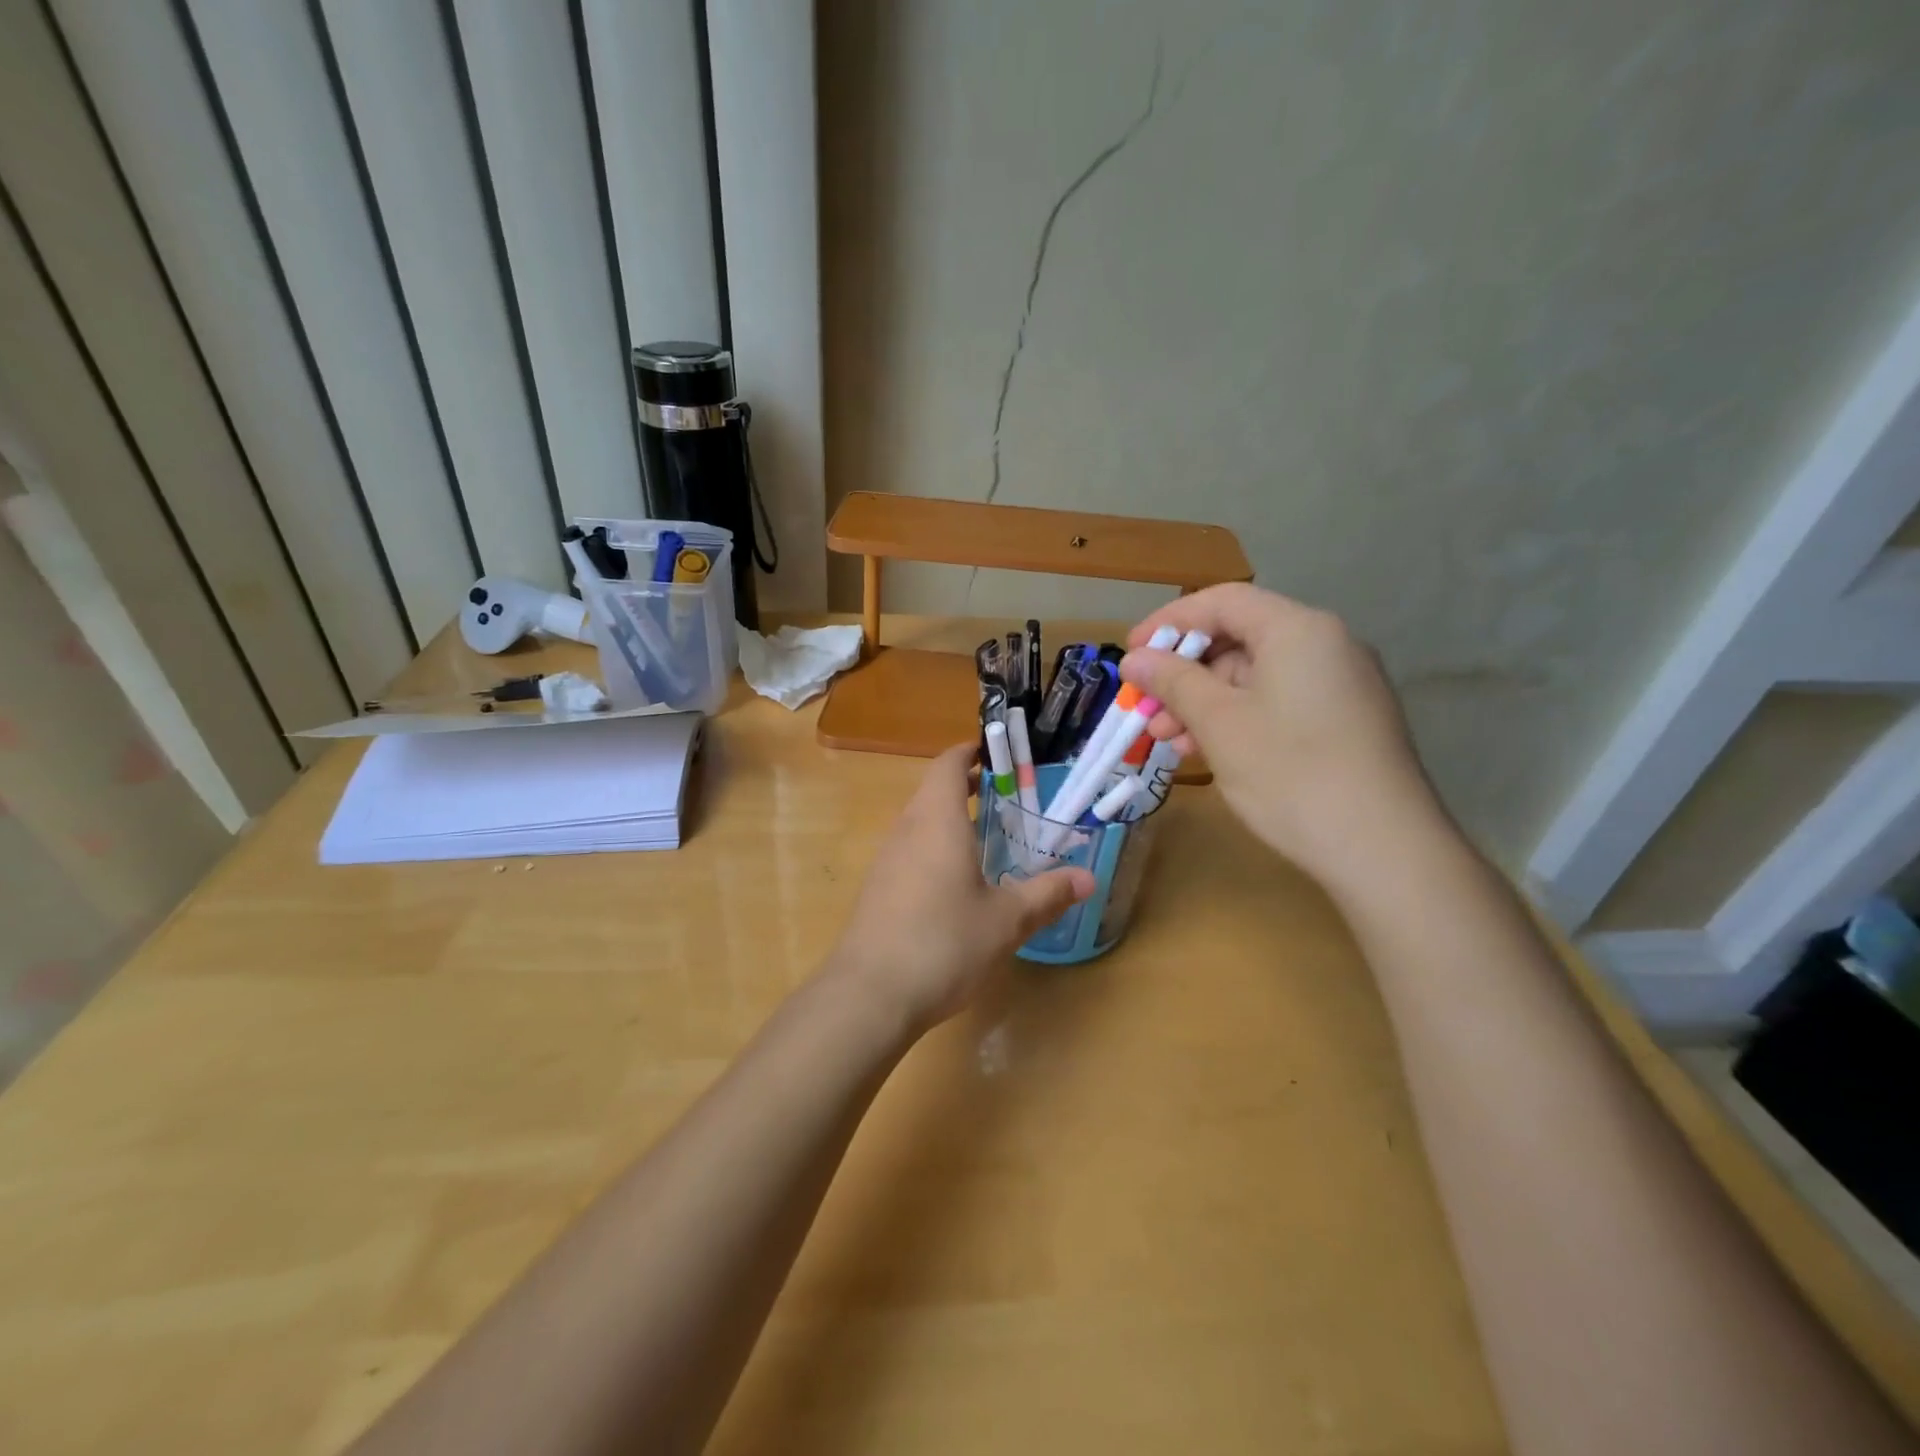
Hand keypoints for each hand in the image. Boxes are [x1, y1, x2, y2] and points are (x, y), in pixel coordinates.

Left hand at [823, 745, 1094, 1034]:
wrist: (869, 995)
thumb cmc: (943, 943)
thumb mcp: (1006, 921)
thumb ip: (1047, 894)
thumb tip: (1087, 878)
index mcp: (936, 821)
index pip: (948, 764)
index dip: (970, 751)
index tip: (998, 754)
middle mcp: (906, 830)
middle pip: (932, 791)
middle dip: (967, 787)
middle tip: (1007, 798)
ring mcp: (886, 860)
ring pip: (919, 822)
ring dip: (950, 820)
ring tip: (988, 838)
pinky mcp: (877, 889)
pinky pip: (909, 851)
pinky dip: (935, 848)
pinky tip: (956, 884)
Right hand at [1120, 584, 1443, 887]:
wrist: (1384, 850)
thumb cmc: (1291, 773)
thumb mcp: (1219, 723)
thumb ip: (1173, 682)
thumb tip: (1134, 658)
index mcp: (1298, 630)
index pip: (1223, 601)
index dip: (1170, 622)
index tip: (1132, 653)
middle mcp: (1326, 645)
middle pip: (1239, 639)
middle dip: (1184, 674)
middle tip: (1147, 711)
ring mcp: (1341, 685)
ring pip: (1255, 677)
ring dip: (1204, 703)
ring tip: (1168, 742)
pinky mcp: (1346, 722)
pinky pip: (1278, 703)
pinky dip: (1237, 720)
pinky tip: (1208, 752)